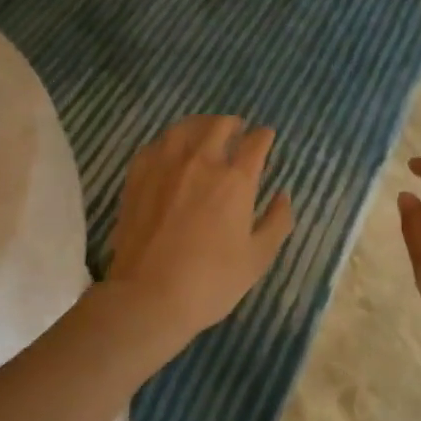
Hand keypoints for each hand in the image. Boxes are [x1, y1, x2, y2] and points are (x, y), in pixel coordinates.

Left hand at [106, 115, 293, 341]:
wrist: (148, 296)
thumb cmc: (211, 281)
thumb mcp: (257, 258)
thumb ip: (276, 222)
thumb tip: (283, 195)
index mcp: (235, 180)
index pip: (255, 143)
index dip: (264, 136)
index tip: (266, 137)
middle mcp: (201, 161)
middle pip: (219, 125)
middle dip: (234, 124)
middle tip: (238, 130)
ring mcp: (165, 165)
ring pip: (185, 127)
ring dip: (201, 125)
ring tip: (206, 132)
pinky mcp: (138, 176)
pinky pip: (157, 144)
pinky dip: (171, 140)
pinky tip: (172, 150)